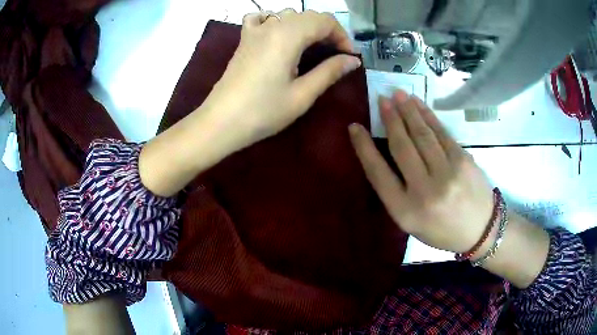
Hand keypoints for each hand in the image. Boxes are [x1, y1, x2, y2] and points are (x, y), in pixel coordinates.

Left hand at [139, 10, 359, 196]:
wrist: (221, 122)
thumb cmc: (263, 112)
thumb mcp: (302, 94)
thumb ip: (330, 72)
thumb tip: (352, 60)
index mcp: (288, 35)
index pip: (325, 21)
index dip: (342, 37)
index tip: (349, 57)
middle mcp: (272, 26)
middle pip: (308, 16)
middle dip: (328, 32)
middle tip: (335, 55)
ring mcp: (254, 31)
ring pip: (288, 15)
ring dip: (306, 27)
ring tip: (312, 48)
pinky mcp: (244, 40)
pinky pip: (262, 19)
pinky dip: (276, 21)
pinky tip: (278, 35)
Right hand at [348, 90, 494, 253]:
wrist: (481, 230)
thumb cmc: (442, 230)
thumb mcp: (412, 222)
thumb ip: (397, 192)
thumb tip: (385, 153)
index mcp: (405, 211)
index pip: (378, 173)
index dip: (364, 147)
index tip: (354, 127)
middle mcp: (424, 191)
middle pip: (402, 147)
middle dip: (390, 119)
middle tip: (381, 99)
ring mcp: (446, 173)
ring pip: (422, 135)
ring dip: (408, 111)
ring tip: (398, 95)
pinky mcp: (463, 160)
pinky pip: (441, 133)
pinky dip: (428, 116)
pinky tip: (419, 104)